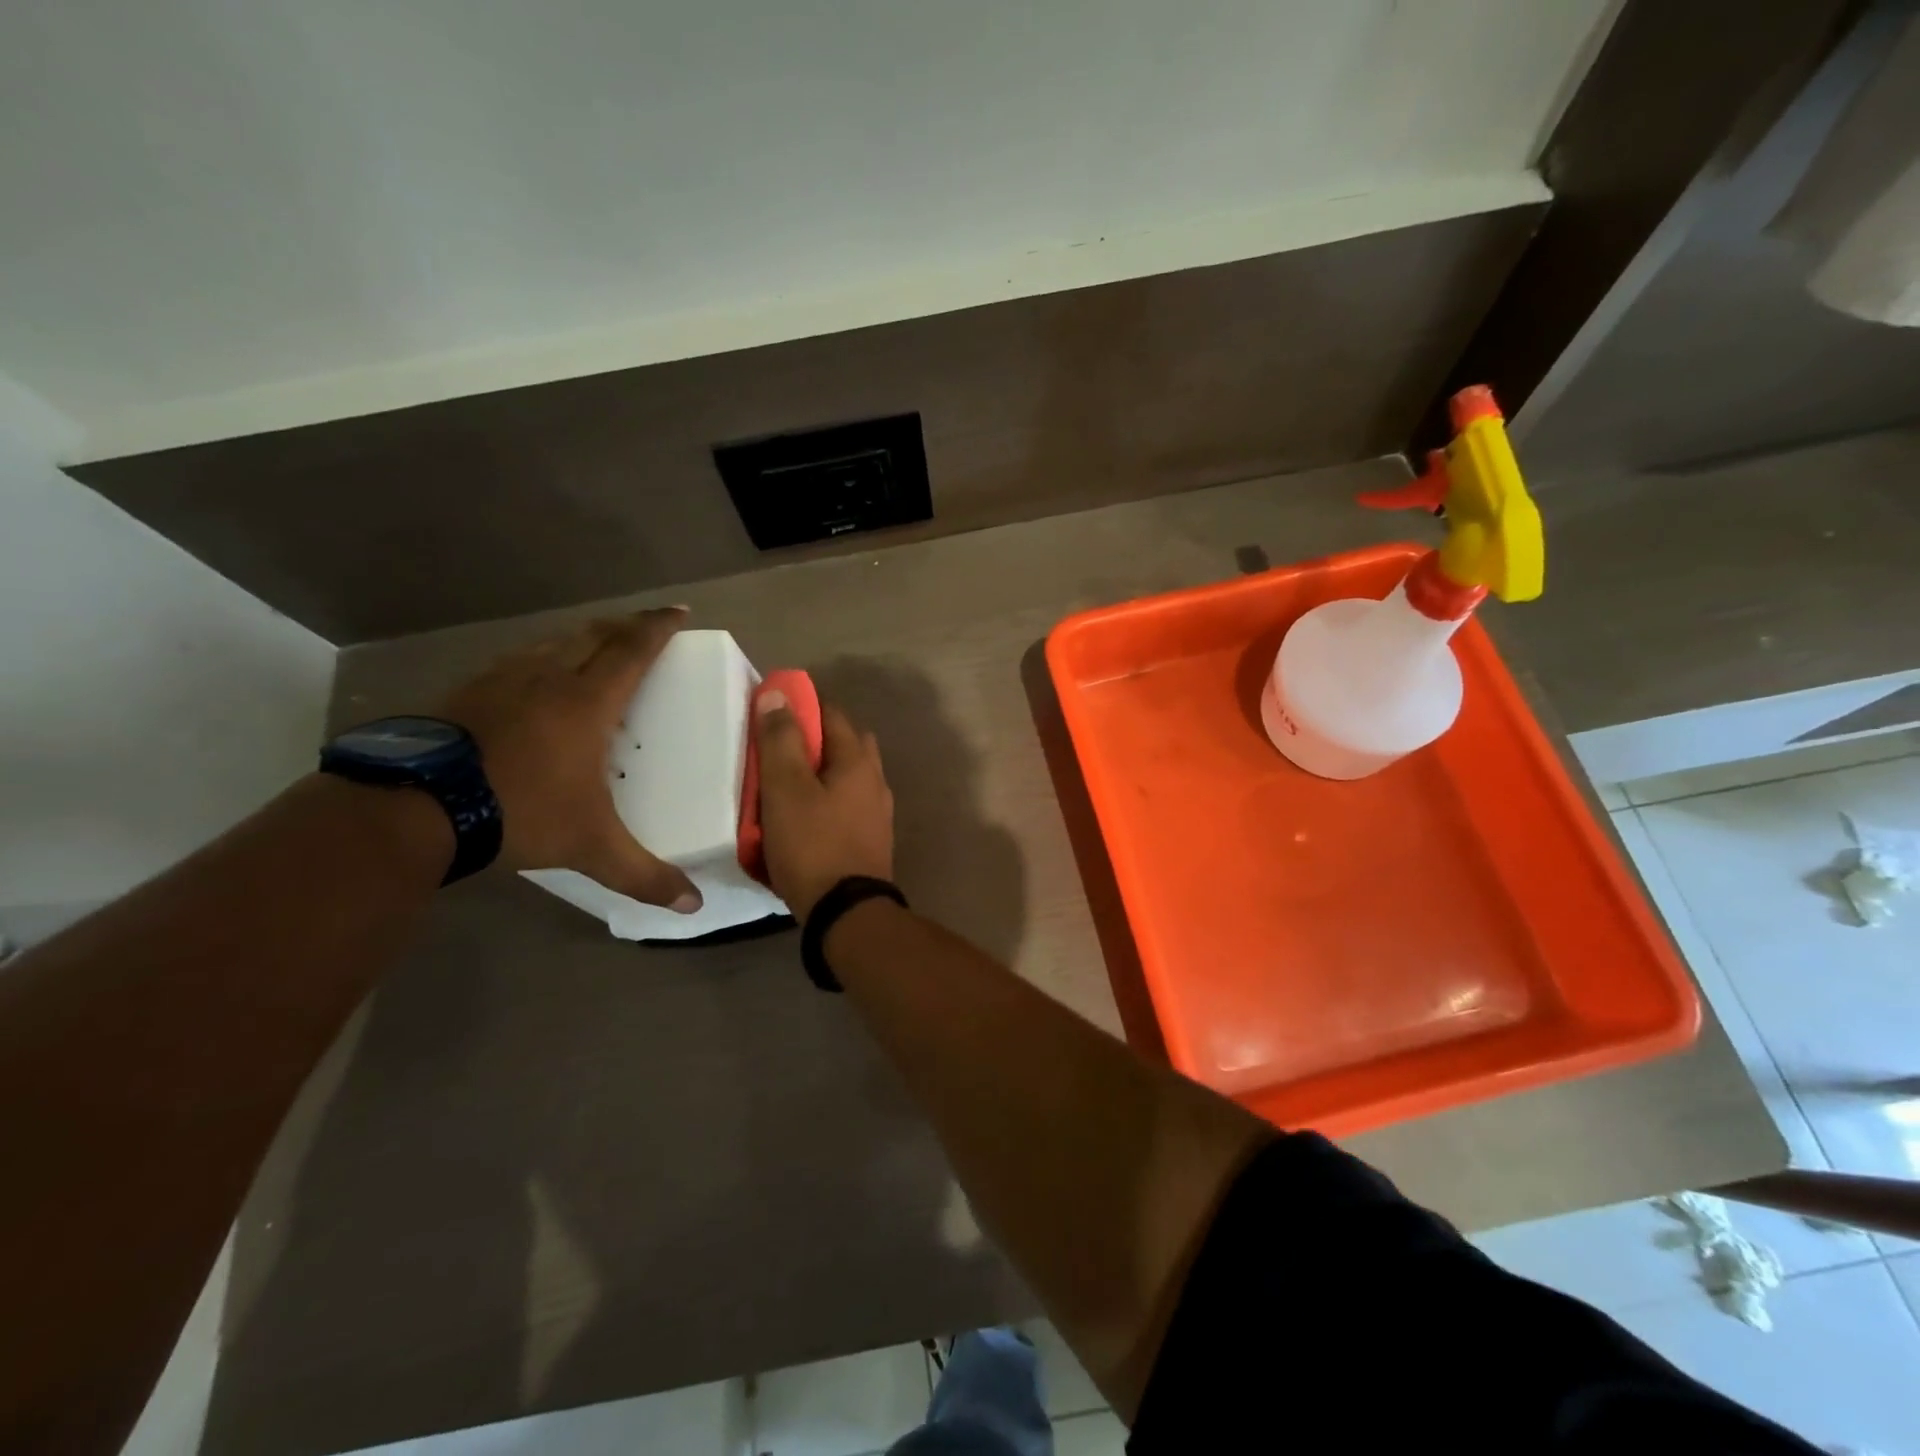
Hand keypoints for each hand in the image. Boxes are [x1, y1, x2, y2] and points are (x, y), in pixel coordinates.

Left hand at [439, 608, 701, 911]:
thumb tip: (693, 906)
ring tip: (596, 646)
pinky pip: (518, 660)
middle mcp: (548, 678)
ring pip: (553, 642)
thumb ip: (644, 874)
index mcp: (587, 701)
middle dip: (625, 625)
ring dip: (582, 637)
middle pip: (594, 635)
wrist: (415, 808)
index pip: (632, 650)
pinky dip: (542, 657)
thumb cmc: (520, 811)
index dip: (658, 627)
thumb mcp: (591, 846)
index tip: (679, 611)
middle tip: (645, 625)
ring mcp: (502, 680)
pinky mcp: (467, 691)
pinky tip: (534, 678)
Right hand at [753, 692, 894, 920]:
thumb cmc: (813, 845)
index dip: (802, 706)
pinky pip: (845, 806)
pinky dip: (825, 802)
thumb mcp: (786, 789)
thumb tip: (778, 694)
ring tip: (784, 787)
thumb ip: (780, 740)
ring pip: (846, 778)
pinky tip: (803, 818)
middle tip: (778, 751)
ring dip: (819, 774)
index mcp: (857, 761)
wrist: (847, 913)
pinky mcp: (870, 840)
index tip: (772, 711)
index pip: (832, 714)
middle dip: (814, 740)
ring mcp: (877, 812)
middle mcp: (875, 780)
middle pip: (845, 745)